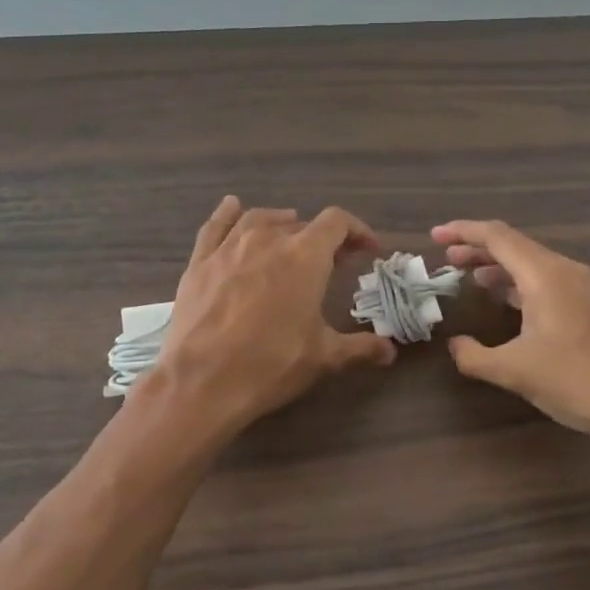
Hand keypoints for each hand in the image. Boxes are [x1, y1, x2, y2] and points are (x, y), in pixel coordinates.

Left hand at [150, 197, 396, 433]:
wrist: (202, 381)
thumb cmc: (271, 364)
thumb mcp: (324, 358)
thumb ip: (360, 348)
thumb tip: (390, 351)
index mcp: (305, 256)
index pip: (337, 223)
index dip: (357, 231)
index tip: (367, 249)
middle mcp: (268, 240)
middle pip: (301, 225)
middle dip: (322, 239)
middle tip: (332, 262)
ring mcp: (229, 248)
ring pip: (260, 219)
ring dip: (281, 223)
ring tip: (290, 232)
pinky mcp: (199, 262)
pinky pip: (216, 226)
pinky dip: (228, 214)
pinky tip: (232, 208)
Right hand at [432, 219, 589, 452]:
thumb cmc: (576, 380)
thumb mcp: (514, 371)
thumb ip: (474, 356)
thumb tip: (455, 345)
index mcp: (544, 274)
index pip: (497, 237)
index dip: (463, 231)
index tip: (434, 235)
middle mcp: (565, 270)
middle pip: (515, 246)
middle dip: (478, 249)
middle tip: (446, 258)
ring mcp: (583, 287)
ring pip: (532, 264)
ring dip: (499, 267)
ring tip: (470, 277)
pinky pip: (547, 281)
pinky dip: (520, 283)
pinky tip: (507, 302)